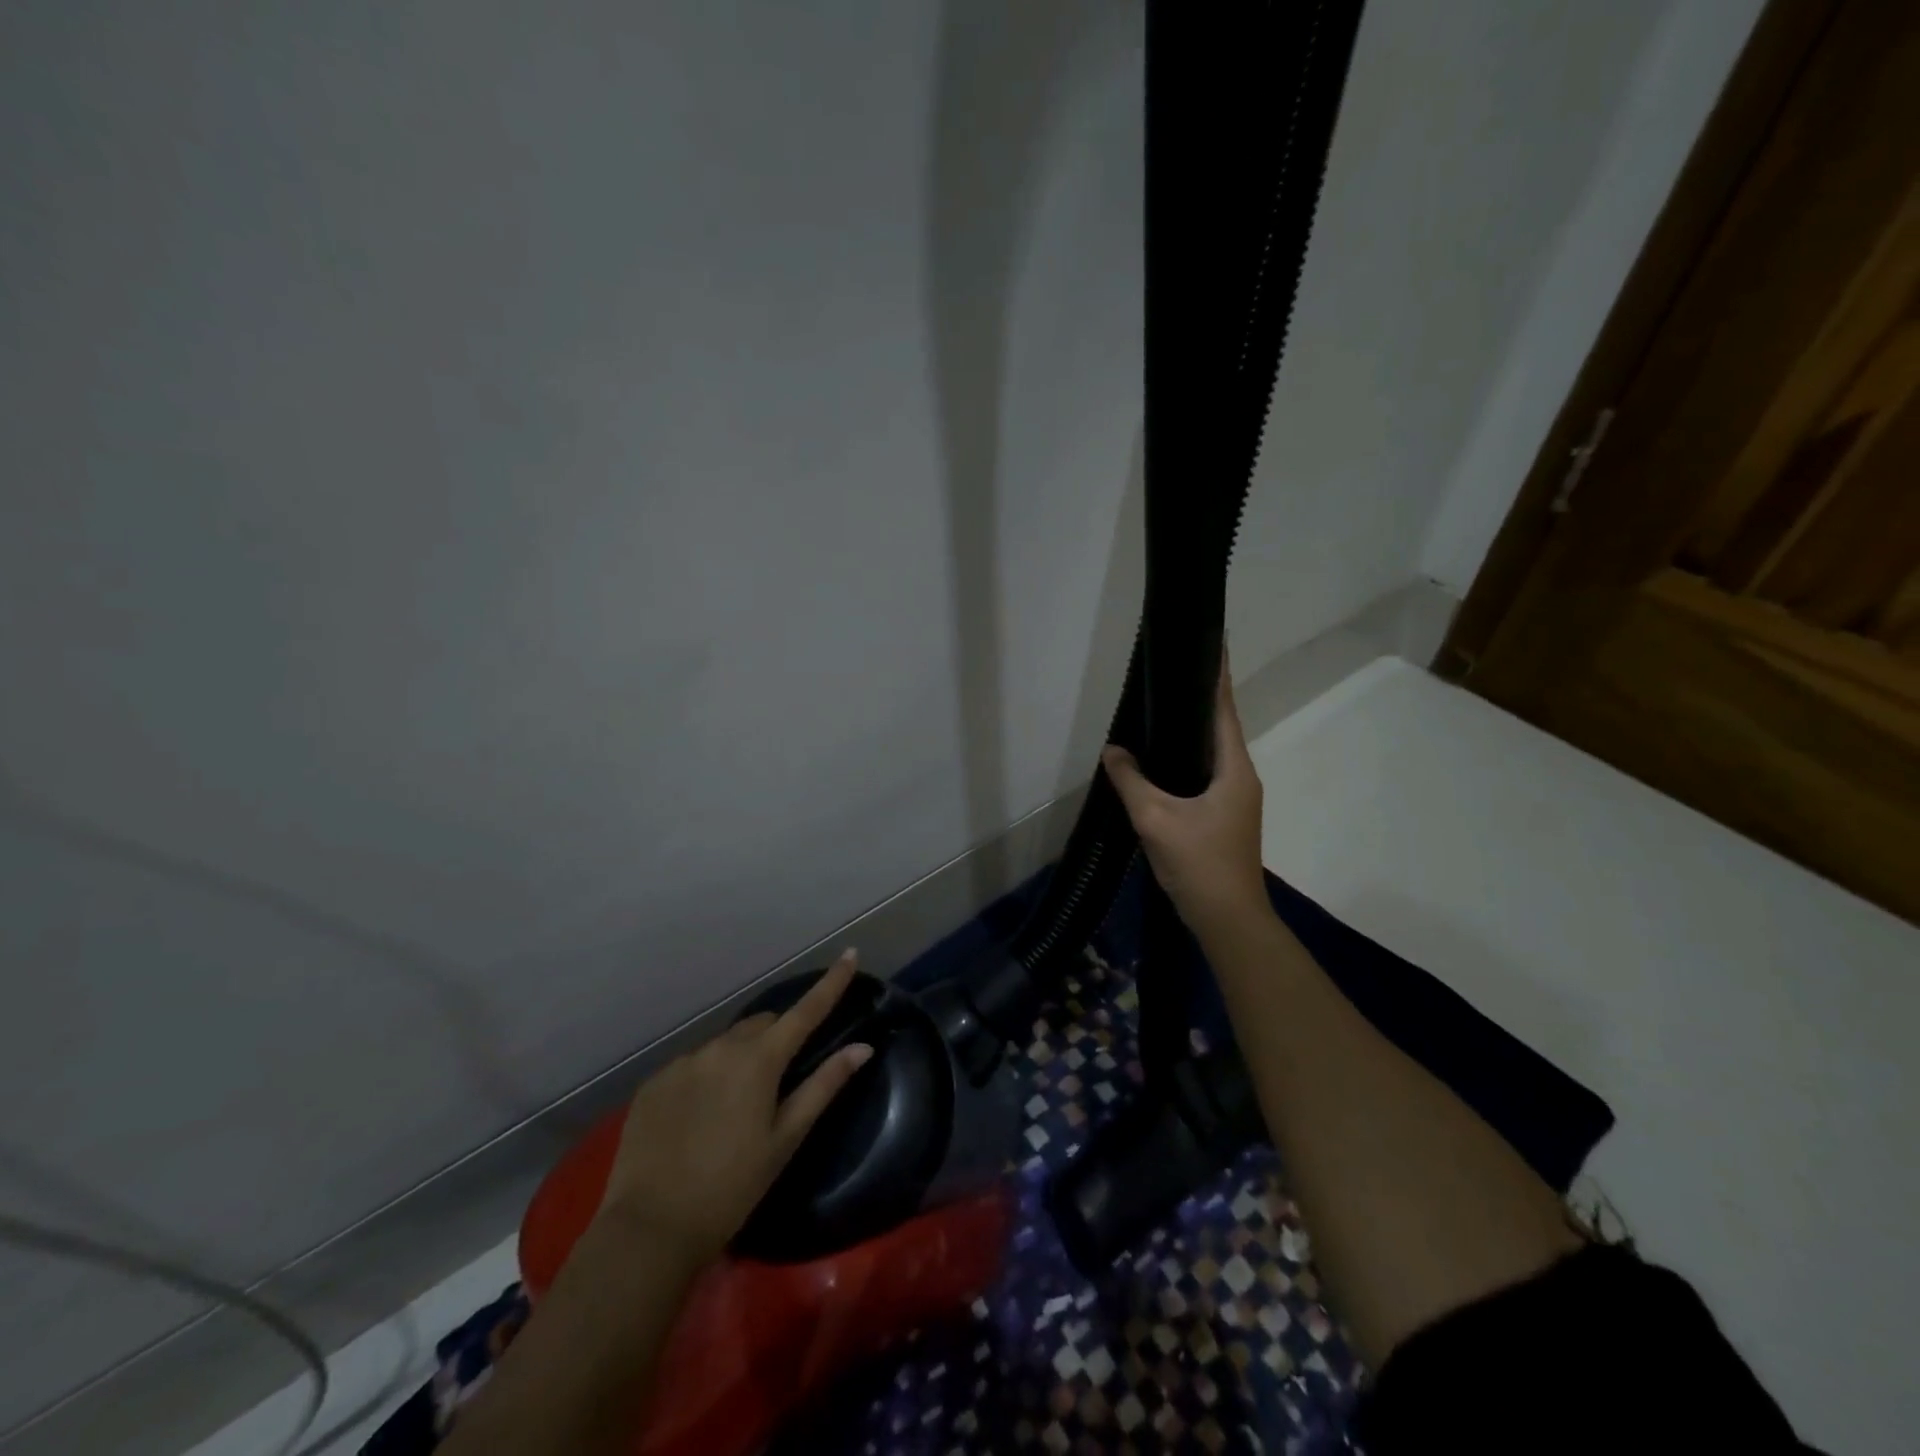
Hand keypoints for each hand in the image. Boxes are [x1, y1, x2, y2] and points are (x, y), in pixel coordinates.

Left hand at [598, 951, 872, 1266]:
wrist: (650, 1229)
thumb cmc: (732, 1187)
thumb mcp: (785, 1139)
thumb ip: (824, 1086)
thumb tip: (863, 1048)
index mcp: (759, 1060)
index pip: (806, 1010)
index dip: (832, 983)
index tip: (850, 955)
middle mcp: (721, 1047)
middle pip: (762, 1025)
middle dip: (777, 1038)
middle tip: (780, 1079)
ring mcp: (683, 1062)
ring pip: (725, 1044)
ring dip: (739, 1059)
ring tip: (733, 1108)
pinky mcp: (654, 1081)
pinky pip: (692, 1065)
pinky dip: (706, 1078)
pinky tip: (698, 1119)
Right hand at [1102, 659, 1268, 939]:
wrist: (1228, 919)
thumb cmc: (1198, 863)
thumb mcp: (1156, 818)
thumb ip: (1131, 780)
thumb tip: (1112, 750)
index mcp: (1234, 769)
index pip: (1224, 711)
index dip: (1217, 677)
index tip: (1213, 644)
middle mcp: (1241, 778)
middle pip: (1220, 729)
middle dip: (1200, 700)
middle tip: (1173, 673)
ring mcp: (1235, 799)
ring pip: (1211, 755)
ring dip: (1192, 732)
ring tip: (1164, 710)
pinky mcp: (1225, 817)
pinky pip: (1204, 776)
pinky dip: (1186, 761)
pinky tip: (1162, 763)